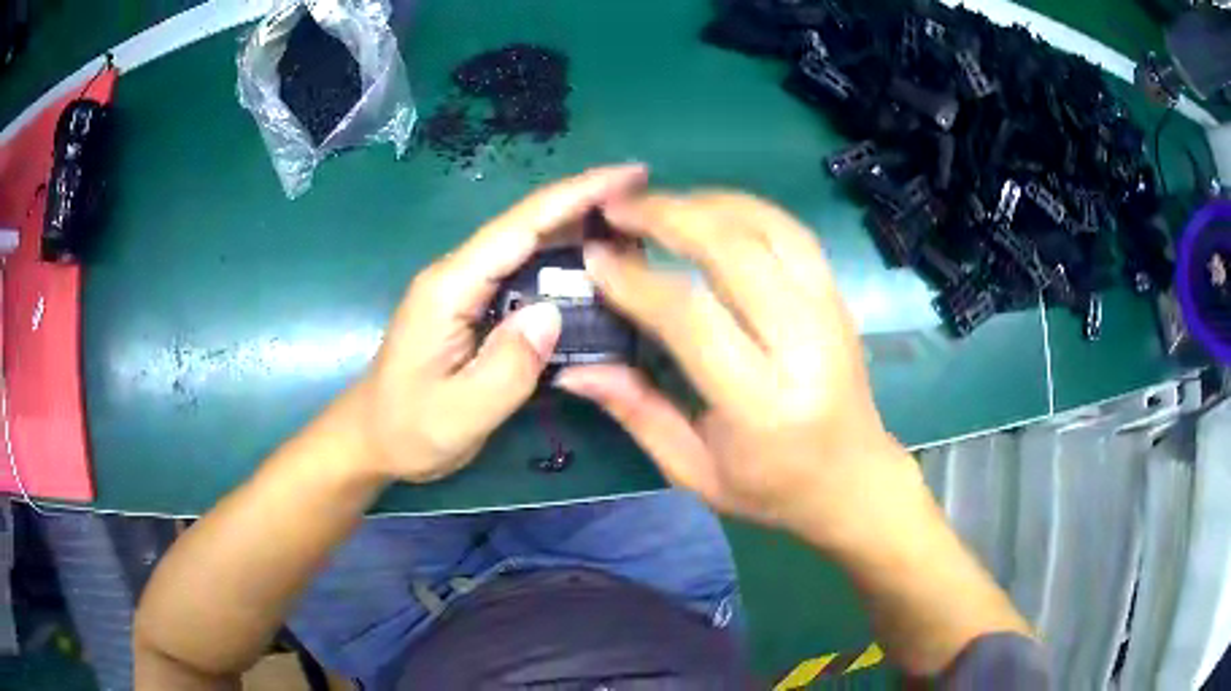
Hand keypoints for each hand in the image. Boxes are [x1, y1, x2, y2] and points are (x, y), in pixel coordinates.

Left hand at [359, 165, 647, 481]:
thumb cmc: (409, 429)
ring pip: (530, 246)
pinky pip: (525, 274)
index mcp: (451, 287)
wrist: (374, 438)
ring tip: (636, 234)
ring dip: (581, 232)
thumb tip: (552, 313)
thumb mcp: (460, 413)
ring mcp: (466, 288)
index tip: (631, 176)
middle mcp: (459, 274)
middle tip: (649, 208)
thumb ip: (507, 367)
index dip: (578, 195)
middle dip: (589, 205)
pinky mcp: (474, 305)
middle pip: (529, 225)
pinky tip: (596, 272)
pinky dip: (564, 265)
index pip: (521, 227)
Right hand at [556, 192, 926, 547]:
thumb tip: (574, 366)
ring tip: (657, 202)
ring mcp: (829, 312)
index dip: (636, 281)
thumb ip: (636, 411)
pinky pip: (791, 231)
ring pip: (768, 226)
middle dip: (668, 216)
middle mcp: (803, 346)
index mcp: (761, 403)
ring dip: (707, 201)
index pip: (692, 317)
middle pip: (735, 251)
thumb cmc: (771, 488)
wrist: (853, 479)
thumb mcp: (693, 471)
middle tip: (618, 207)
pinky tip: (708, 210)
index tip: (595, 258)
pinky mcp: (838, 296)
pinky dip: (744, 208)